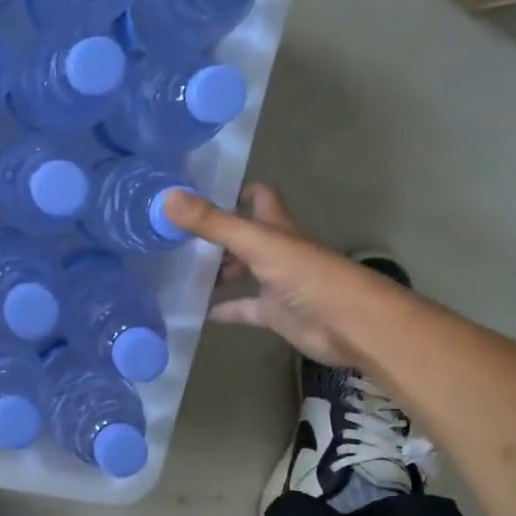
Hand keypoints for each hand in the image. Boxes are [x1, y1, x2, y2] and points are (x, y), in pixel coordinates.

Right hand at [164, 184, 371, 368]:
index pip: (258, 197)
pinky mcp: (275, 314)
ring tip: (178, 271)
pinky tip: (196, 312)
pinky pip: (243, 309)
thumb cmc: (306, 275)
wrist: (348, 323)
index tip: (199, 194)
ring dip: (217, 271)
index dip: (234, 192)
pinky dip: (223, 310)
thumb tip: (167, 197)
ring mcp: (276, 282)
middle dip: (215, 234)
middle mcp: (277, 250)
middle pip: (243, 235)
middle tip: (175, 236)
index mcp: (276, 226)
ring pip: (241, 271)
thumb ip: (212, 223)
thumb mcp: (255, 243)